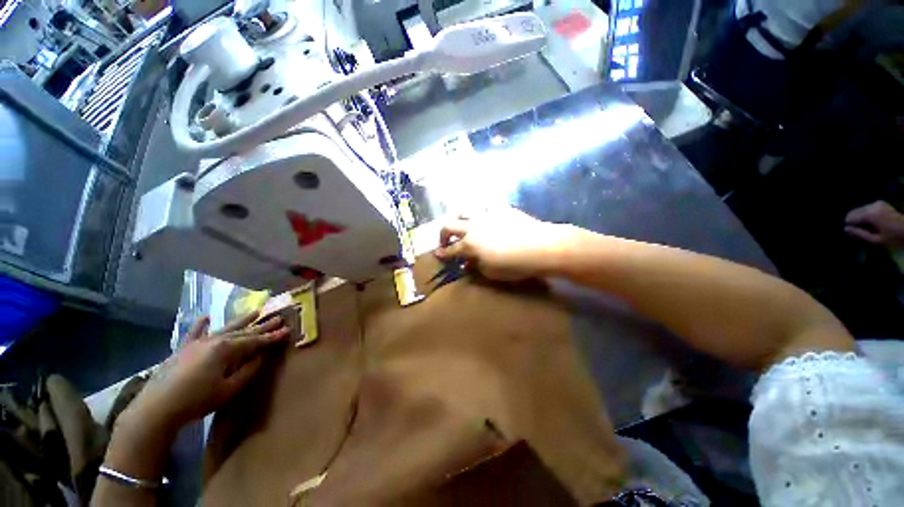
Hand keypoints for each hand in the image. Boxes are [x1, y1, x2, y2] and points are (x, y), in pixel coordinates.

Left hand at [125, 312, 289, 432]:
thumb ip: (248, 371)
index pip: (256, 341)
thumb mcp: (229, 389)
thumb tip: (261, 357)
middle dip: (263, 326)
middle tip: (278, 317)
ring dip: (242, 320)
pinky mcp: (183, 349)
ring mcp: (198, 343)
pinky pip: (194, 334)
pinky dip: (200, 325)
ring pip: (225, 328)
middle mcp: (215, 340)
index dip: (273, 336)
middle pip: (244, 331)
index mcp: (227, 349)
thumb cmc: (197, 400)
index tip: (288, 329)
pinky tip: (205, 317)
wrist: (157, 408)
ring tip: (256, 311)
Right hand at [435, 207, 573, 280]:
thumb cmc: (515, 265)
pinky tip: (487, 220)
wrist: (542, 247)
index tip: (438, 254)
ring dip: (458, 218)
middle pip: (449, 225)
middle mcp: (473, 227)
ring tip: (462, 225)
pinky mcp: (501, 209)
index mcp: (469, 244)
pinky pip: (486, 208)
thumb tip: (468, 263)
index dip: (442, 253)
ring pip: (464, 211)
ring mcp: (487, 215)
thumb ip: (476, 267)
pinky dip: (481, 215)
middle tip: (445, 241)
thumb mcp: (492, 272)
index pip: (450, 249)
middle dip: (443, 234)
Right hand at [844, 201, 903, 248]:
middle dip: (855, 222)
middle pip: (854, 213)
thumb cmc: (894, 239)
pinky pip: (867, 209)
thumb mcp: (876, 241)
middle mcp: (872, 206)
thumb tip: (845, 229)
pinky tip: (873, 223)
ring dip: (861, 219)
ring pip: (859, 210)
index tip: (854, 235)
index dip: (850, 227)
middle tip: (861, 233)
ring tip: (868, 229)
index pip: (850, 218)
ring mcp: (877, 203)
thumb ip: (859, 235)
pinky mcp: (880, 203)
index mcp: (870, 214)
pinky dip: (866, 216)